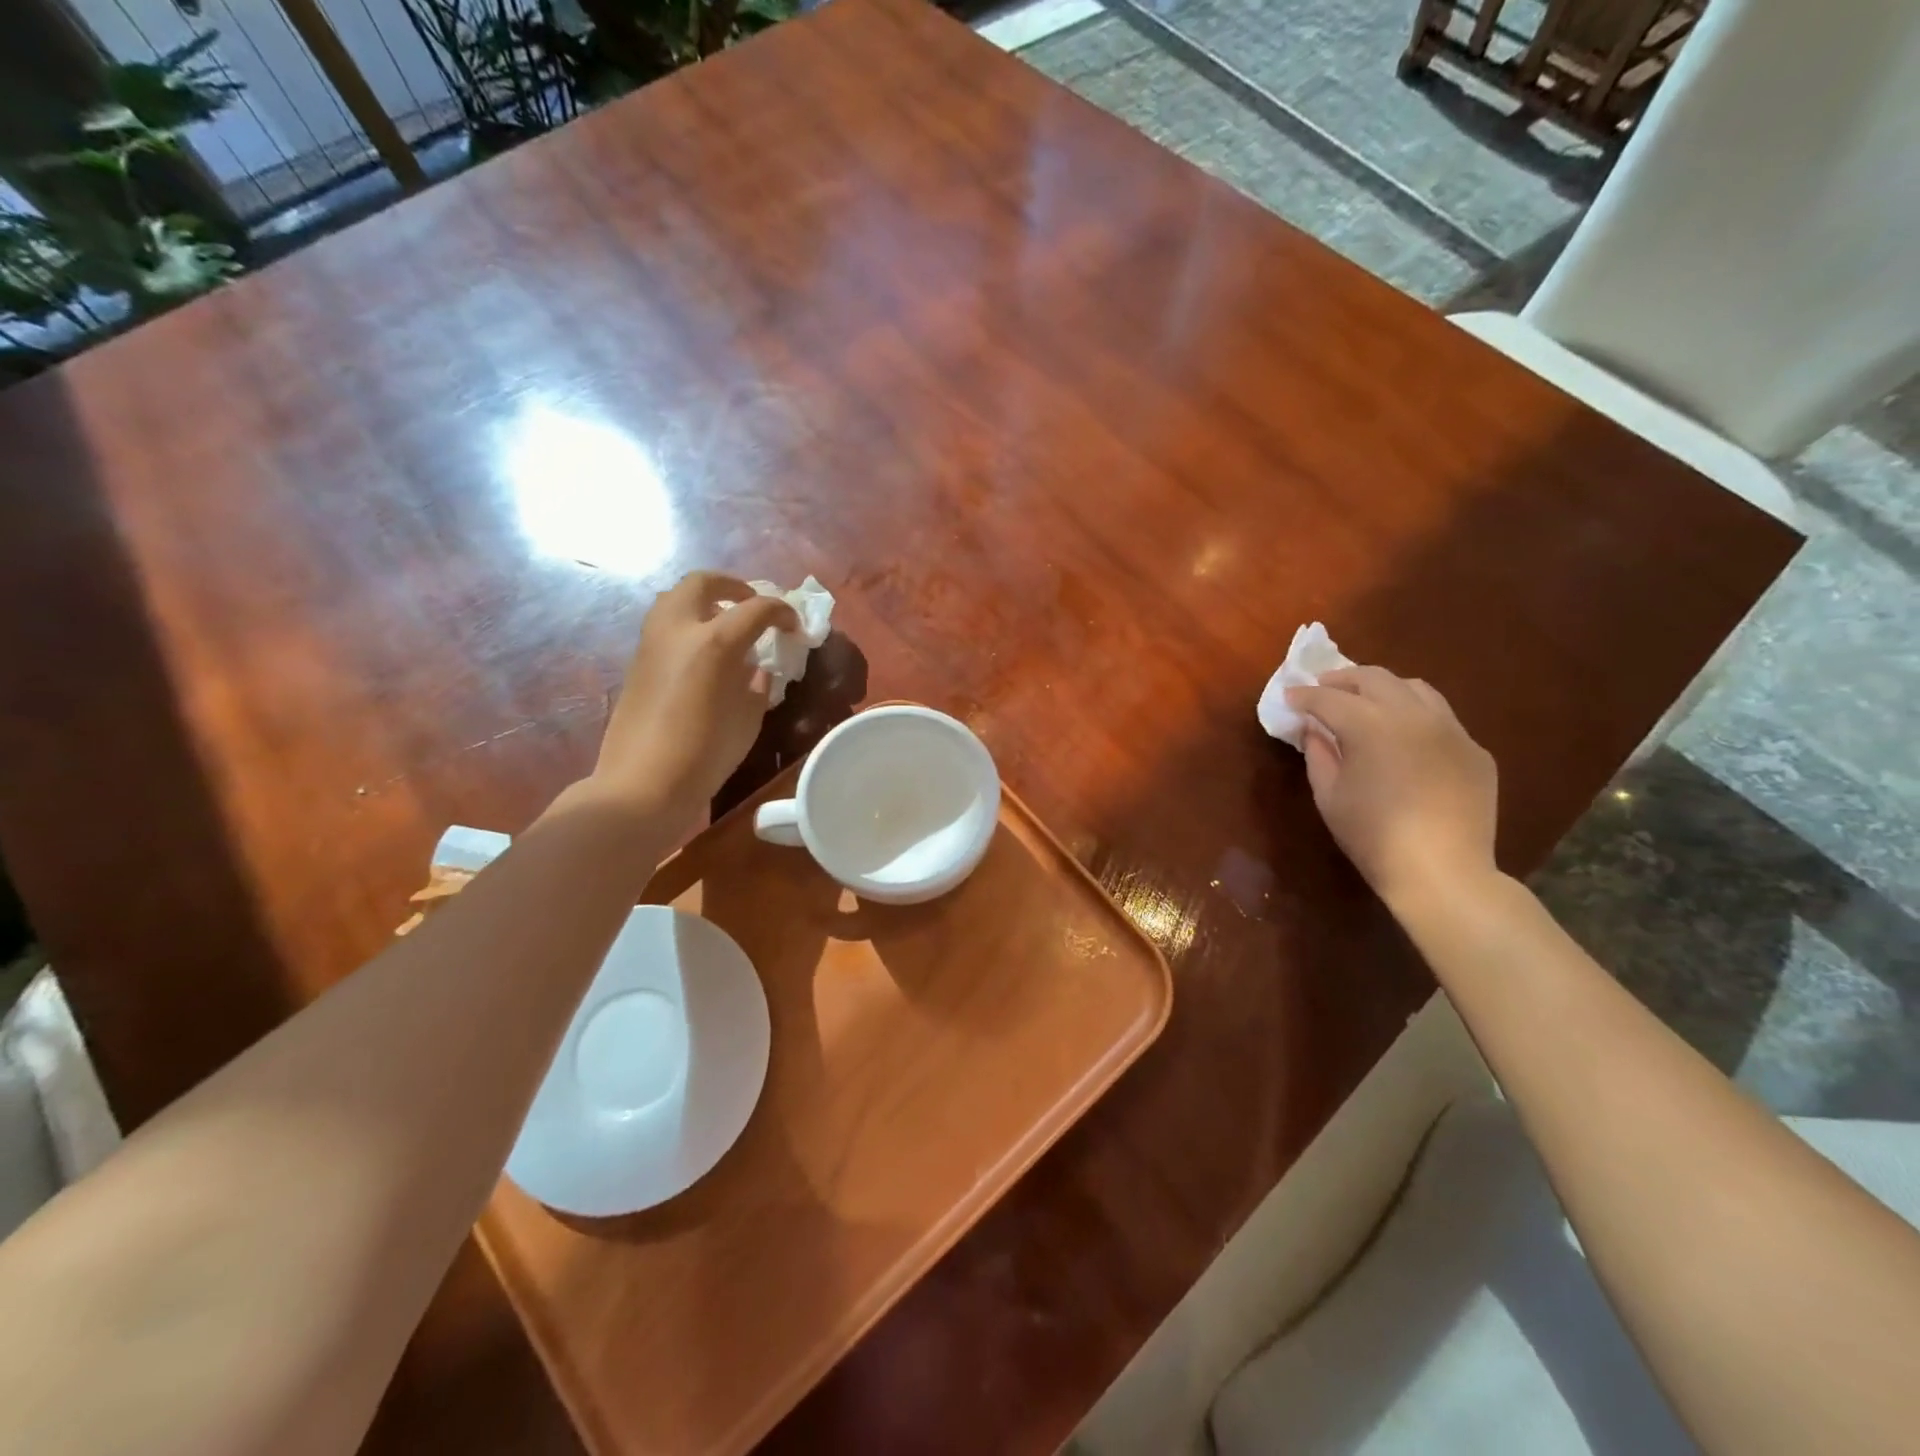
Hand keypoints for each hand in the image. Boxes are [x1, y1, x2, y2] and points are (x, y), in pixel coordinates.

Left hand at [583, 571, 797, 826]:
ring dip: (704, 600)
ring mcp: (651, 643)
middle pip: (703, 582)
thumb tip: (756, 668)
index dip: (782, 612)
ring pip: (676, 598)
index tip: (794, 627)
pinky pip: (664, 625)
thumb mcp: (749, 718)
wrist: (644, 783)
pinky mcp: (636, 661)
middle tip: (752, 604)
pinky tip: (703, 652)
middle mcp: (679, 629)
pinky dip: (687, 623)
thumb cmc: (706, 754)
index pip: (757, 608)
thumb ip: (758, 684)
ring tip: (725, 623)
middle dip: (732, 586)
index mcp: (715, 642)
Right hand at [1286, 666, 1497, 909]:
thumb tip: (1315, 730)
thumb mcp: (1329, 796)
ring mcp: (1451, 730)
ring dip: (1384, 688)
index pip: (1328, 698)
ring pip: (1415, 688)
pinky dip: (1415, 716)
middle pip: (1374, 678)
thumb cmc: (1372, 837)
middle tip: (1323, 688)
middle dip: (1343, 679)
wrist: (1442, 872)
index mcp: (1370, 726)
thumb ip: (1318, 754)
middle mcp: (1413, 716)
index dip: (1304, 696)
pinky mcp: (1474, 750)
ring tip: (1366, 702)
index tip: (1289, 697)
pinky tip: (1405, 739)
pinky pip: (1441, 719)